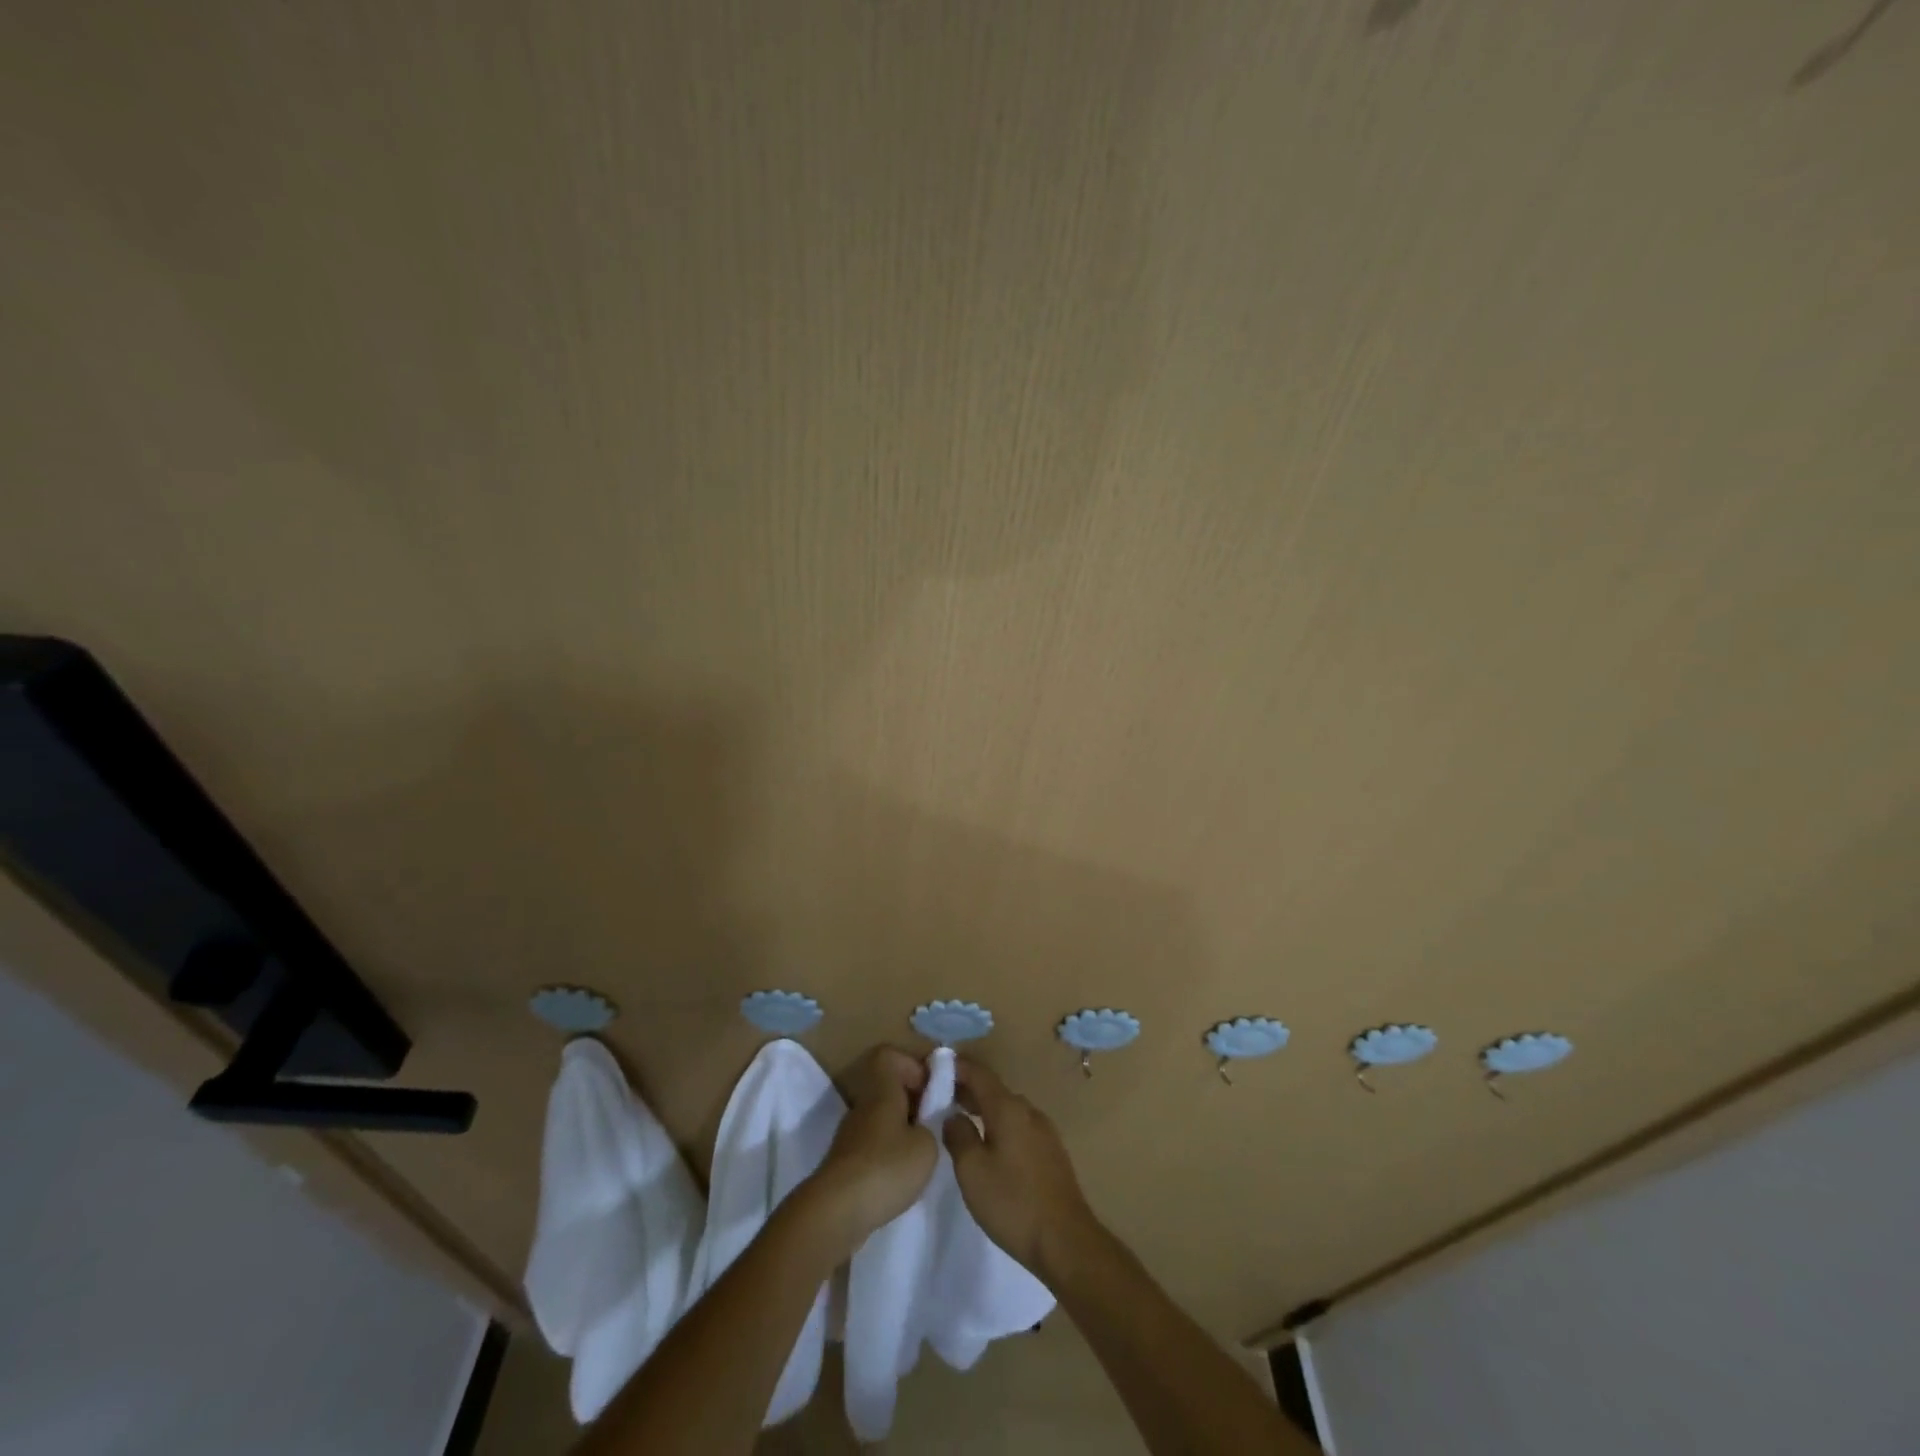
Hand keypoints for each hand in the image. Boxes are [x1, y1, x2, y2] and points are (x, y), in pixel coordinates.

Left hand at [799, 1045, 938, 1254]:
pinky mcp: (846, 1162)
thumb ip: (931, 1126)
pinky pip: (873, 1143)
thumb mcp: (926, 1146)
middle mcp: (863, 1106)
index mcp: (881, 1092)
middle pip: (887, 1087)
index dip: (912, 1064)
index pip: (889, 1056)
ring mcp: (851, 1135)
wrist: (835, 1212)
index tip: (931, 1088)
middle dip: (913, 1100)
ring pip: (881, 1117)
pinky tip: (902, 1176)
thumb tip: (924, 1124)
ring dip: (902, 1129)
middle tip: (934, 1124)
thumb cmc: (886, 1168)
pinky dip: (889, 1152)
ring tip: (921, 1154)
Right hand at [943, 1058, 1096, 1282]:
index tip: (935, 1067)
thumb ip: (958, 1135)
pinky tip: (990, 1145)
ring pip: (1008, 1110)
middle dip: (968, 1091)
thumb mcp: (972, 1170)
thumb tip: (953, 1115)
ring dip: (985, 1110)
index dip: (957, 1068)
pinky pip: (1020, 1127)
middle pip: (994, 1091)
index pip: (979, 1074)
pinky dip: (1000, 1126)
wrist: (1066, 1240)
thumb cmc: (1013, 1202)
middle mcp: (1029, 1111)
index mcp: (1008, 1108)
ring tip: (962, 1121)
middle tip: (941, 1099)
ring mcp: (1045, 1131)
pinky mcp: (1052, 1153)